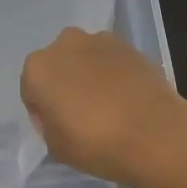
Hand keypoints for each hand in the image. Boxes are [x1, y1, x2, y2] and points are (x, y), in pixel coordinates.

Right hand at [20, 28, 186, 187]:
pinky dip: (114, 75)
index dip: (43, 112)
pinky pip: (111, 61)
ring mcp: (99, 41)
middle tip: (82, 117)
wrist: (155, 133)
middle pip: (58, 67)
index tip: (59, 130)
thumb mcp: (56, 147)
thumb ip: (48, 124)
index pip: (31, 91)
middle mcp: (64, 44)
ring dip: (89, 77)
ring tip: (108, 108)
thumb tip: (60, 113)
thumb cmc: (96, 143)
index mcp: (38, 67)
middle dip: (65, 86)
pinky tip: (127, 100)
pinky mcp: (129, 46)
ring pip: (84, 60)